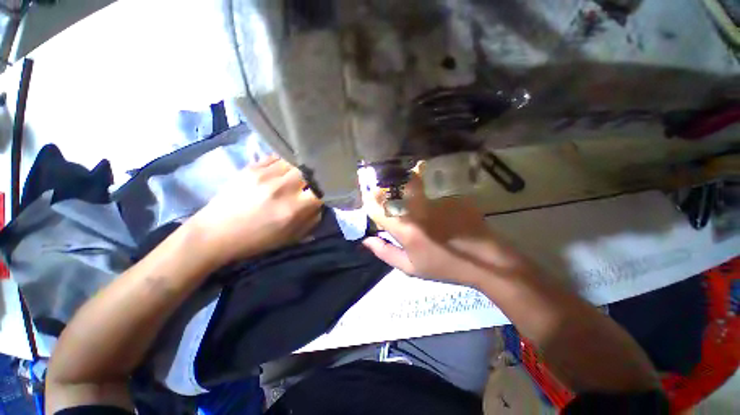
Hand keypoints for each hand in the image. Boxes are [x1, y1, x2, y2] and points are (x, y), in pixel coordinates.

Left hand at [191, 157, 321, 265]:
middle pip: (310, 170)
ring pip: (294, 160)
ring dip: (300, 166)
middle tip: (314, 179)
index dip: (328, 189)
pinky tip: (284, 168)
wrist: (215, 233)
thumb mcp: (291, 237)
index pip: (322, 190)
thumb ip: (312, 219)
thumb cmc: (257, 240)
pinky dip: (285, 161)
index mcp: (294, 209)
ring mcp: (266, 175)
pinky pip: (276, 157)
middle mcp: (283, 188)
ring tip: (300, 172)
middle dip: (315, 175)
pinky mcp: (252, 168)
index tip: (328, 191)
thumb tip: (320, 203)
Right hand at [362, 173, 524, 285]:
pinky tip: (440, 210)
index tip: (370, 200)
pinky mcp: (451, 196)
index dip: (370, 202)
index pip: (378, 208)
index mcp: (406, 230)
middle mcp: (418, 210)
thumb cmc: (444, 266)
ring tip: (419, 207)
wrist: (486, 261)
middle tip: (390, 198)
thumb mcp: (411, 267)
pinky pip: (434, 195)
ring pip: (414, 190)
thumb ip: (386, 253)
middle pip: (395, 191)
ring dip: (410, 195)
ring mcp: (437, 201)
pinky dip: (431, 200)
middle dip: (387, 191)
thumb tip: (367, 240)